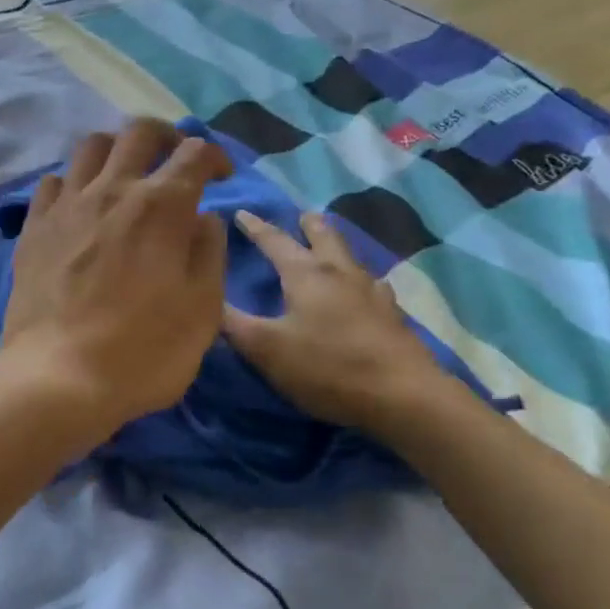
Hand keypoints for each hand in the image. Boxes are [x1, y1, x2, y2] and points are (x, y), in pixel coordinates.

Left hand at [0, 119, 231, 436]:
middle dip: (165, 136)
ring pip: (91, 147)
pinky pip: (51, 182)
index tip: (221, 177)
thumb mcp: (203, 309)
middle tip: (174, 159)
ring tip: (125, 175)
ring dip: (116, 150)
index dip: (215, 157)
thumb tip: (203, 217)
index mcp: (161, 206)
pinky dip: (72, 183)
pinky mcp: (34, 227)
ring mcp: (66, 206)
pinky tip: (79, 206)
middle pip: (139, 132)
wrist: (60, 376)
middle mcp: (112, 190)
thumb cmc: (144, 350)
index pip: (195, 153)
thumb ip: (208, 252)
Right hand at [222, 209, 452, 435]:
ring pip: (352, 258)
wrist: (403, 396)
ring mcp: (373, 293)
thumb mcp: (266, 349)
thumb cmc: (327, 367)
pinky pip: (374, 287)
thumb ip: (233, 324)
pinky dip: (362, 281)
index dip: (256, 227)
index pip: (275, 241)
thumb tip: (206, 299)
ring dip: (337, 248)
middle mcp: (340, 273)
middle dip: (308, 225)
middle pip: (324, 237)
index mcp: (306, 275)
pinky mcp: (393, 317)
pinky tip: (366, 292)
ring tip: (331, 250)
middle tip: (301, 216)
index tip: (242, 212)